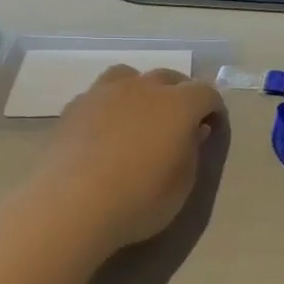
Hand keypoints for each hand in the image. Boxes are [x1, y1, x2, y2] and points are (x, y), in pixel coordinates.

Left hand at [47, 66, 225, 248]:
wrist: (70, 207)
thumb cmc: (139, 199)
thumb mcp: (182, 184)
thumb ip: (191, 151)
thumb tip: (193, 131)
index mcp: (178, 104)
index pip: (206, 92)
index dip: (213, 108)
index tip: (211, 128)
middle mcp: (143, 88)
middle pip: (168, 77)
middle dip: (179, 94)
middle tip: (177, 123)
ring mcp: (103, 94)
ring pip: (128, 76)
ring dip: (140, 90)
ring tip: (137, 116)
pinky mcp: (73, 108)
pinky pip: (99, 96)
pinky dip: (109, 106)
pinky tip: (104, 132)